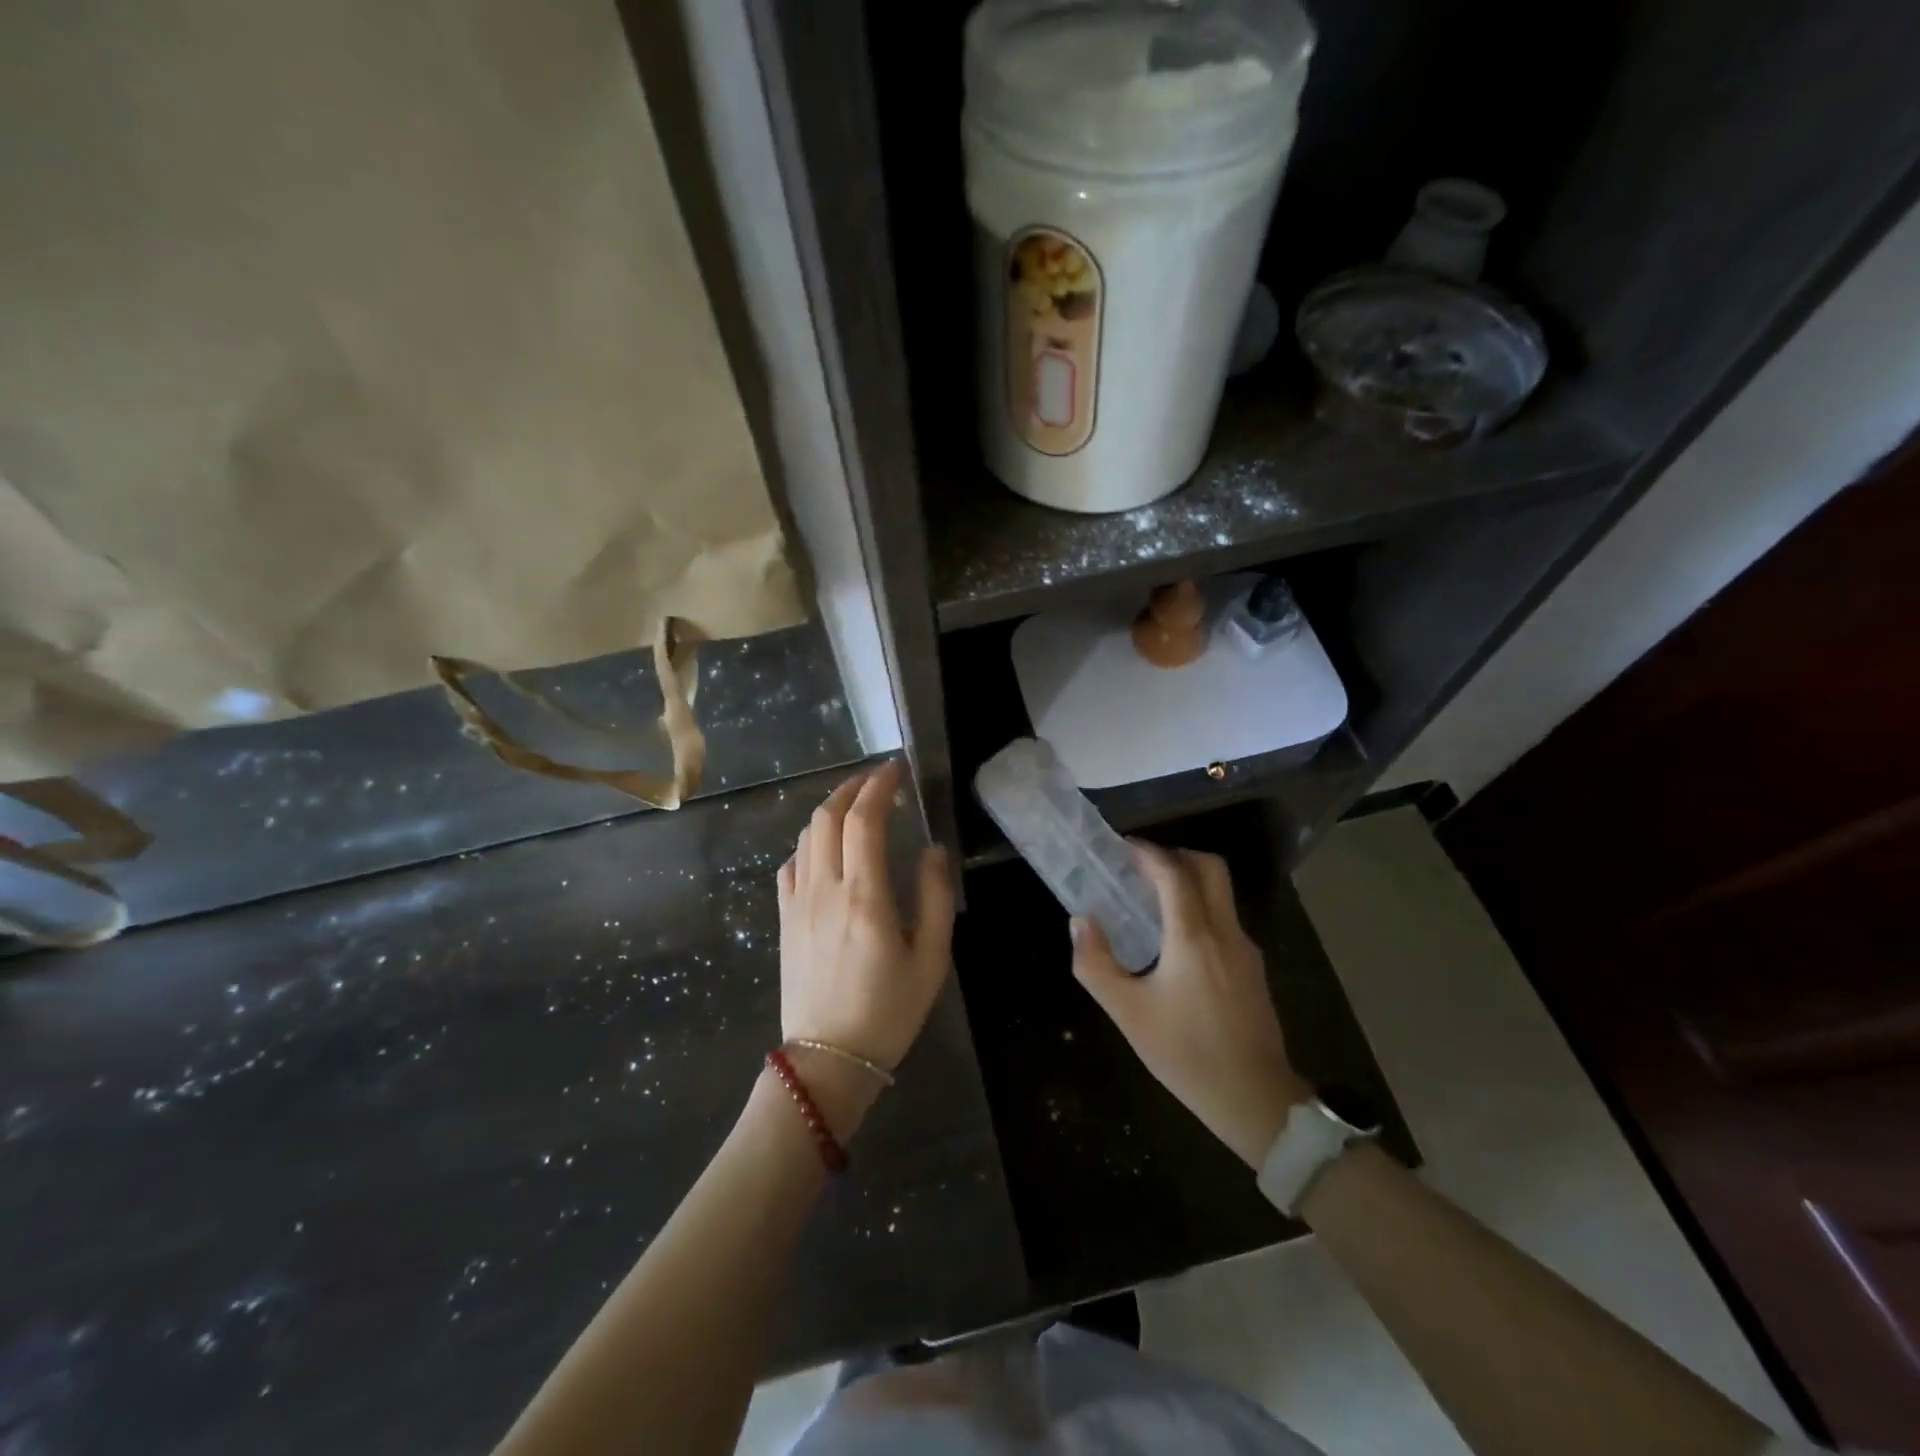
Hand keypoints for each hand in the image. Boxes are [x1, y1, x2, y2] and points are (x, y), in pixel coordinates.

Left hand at [776, 761, 955, 1089]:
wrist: (827, 1061)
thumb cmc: (888, 1012)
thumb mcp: (930, 958)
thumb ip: (935, 896)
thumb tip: (932, 849)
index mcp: (864, 895)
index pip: (864, 819)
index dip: (879, 785)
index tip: (896, 769)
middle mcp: (825, 888)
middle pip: (827, 816)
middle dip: (852, 787)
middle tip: (878, 779)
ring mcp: (797, 903)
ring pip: (806, 836)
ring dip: (830, 810)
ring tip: (856, 807)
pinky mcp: (784, 919)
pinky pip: (790, 865)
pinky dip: (809, 842)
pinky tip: (826, 850)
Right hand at [1071, 843, 1309, 1165]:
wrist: (1256, 1101)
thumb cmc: (1187, 1055)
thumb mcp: (1128, 1014)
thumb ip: (1097, 965)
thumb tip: (1080, 922)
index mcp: (1194, 936)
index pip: (1174, 873)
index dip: (1147, 853)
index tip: (1122, 848)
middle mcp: (1225, 931)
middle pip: (1209, 868)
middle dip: (1175, 856)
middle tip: (1140, 868)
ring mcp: (1245, 949)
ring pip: (1221, 892)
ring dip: (1188, 882)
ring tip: (1151, 901)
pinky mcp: (1253, 968)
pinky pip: (1225, 918)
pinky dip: (1199, 908)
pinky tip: (1175, 940)